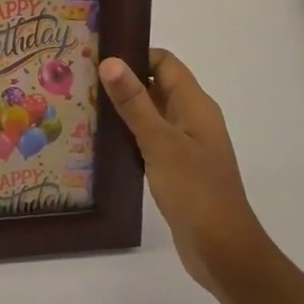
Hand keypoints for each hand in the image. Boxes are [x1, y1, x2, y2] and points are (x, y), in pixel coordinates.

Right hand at [100, 50, 266, 295]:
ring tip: (83, 107)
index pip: (165, 62)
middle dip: (123, 82)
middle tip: (81, 81)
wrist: (222, 249)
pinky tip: (102, 143)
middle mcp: (192, 118)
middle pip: (156, 86)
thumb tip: (111, 61)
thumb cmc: (194, 190)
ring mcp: (186, 145)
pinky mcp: (177, 168)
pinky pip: (150, 140)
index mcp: (195, 105)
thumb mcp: (160, 142)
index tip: (99, 57)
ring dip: (123, 110)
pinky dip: (129, 137)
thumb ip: (134, 102)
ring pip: (151, 115)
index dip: (135, 54)